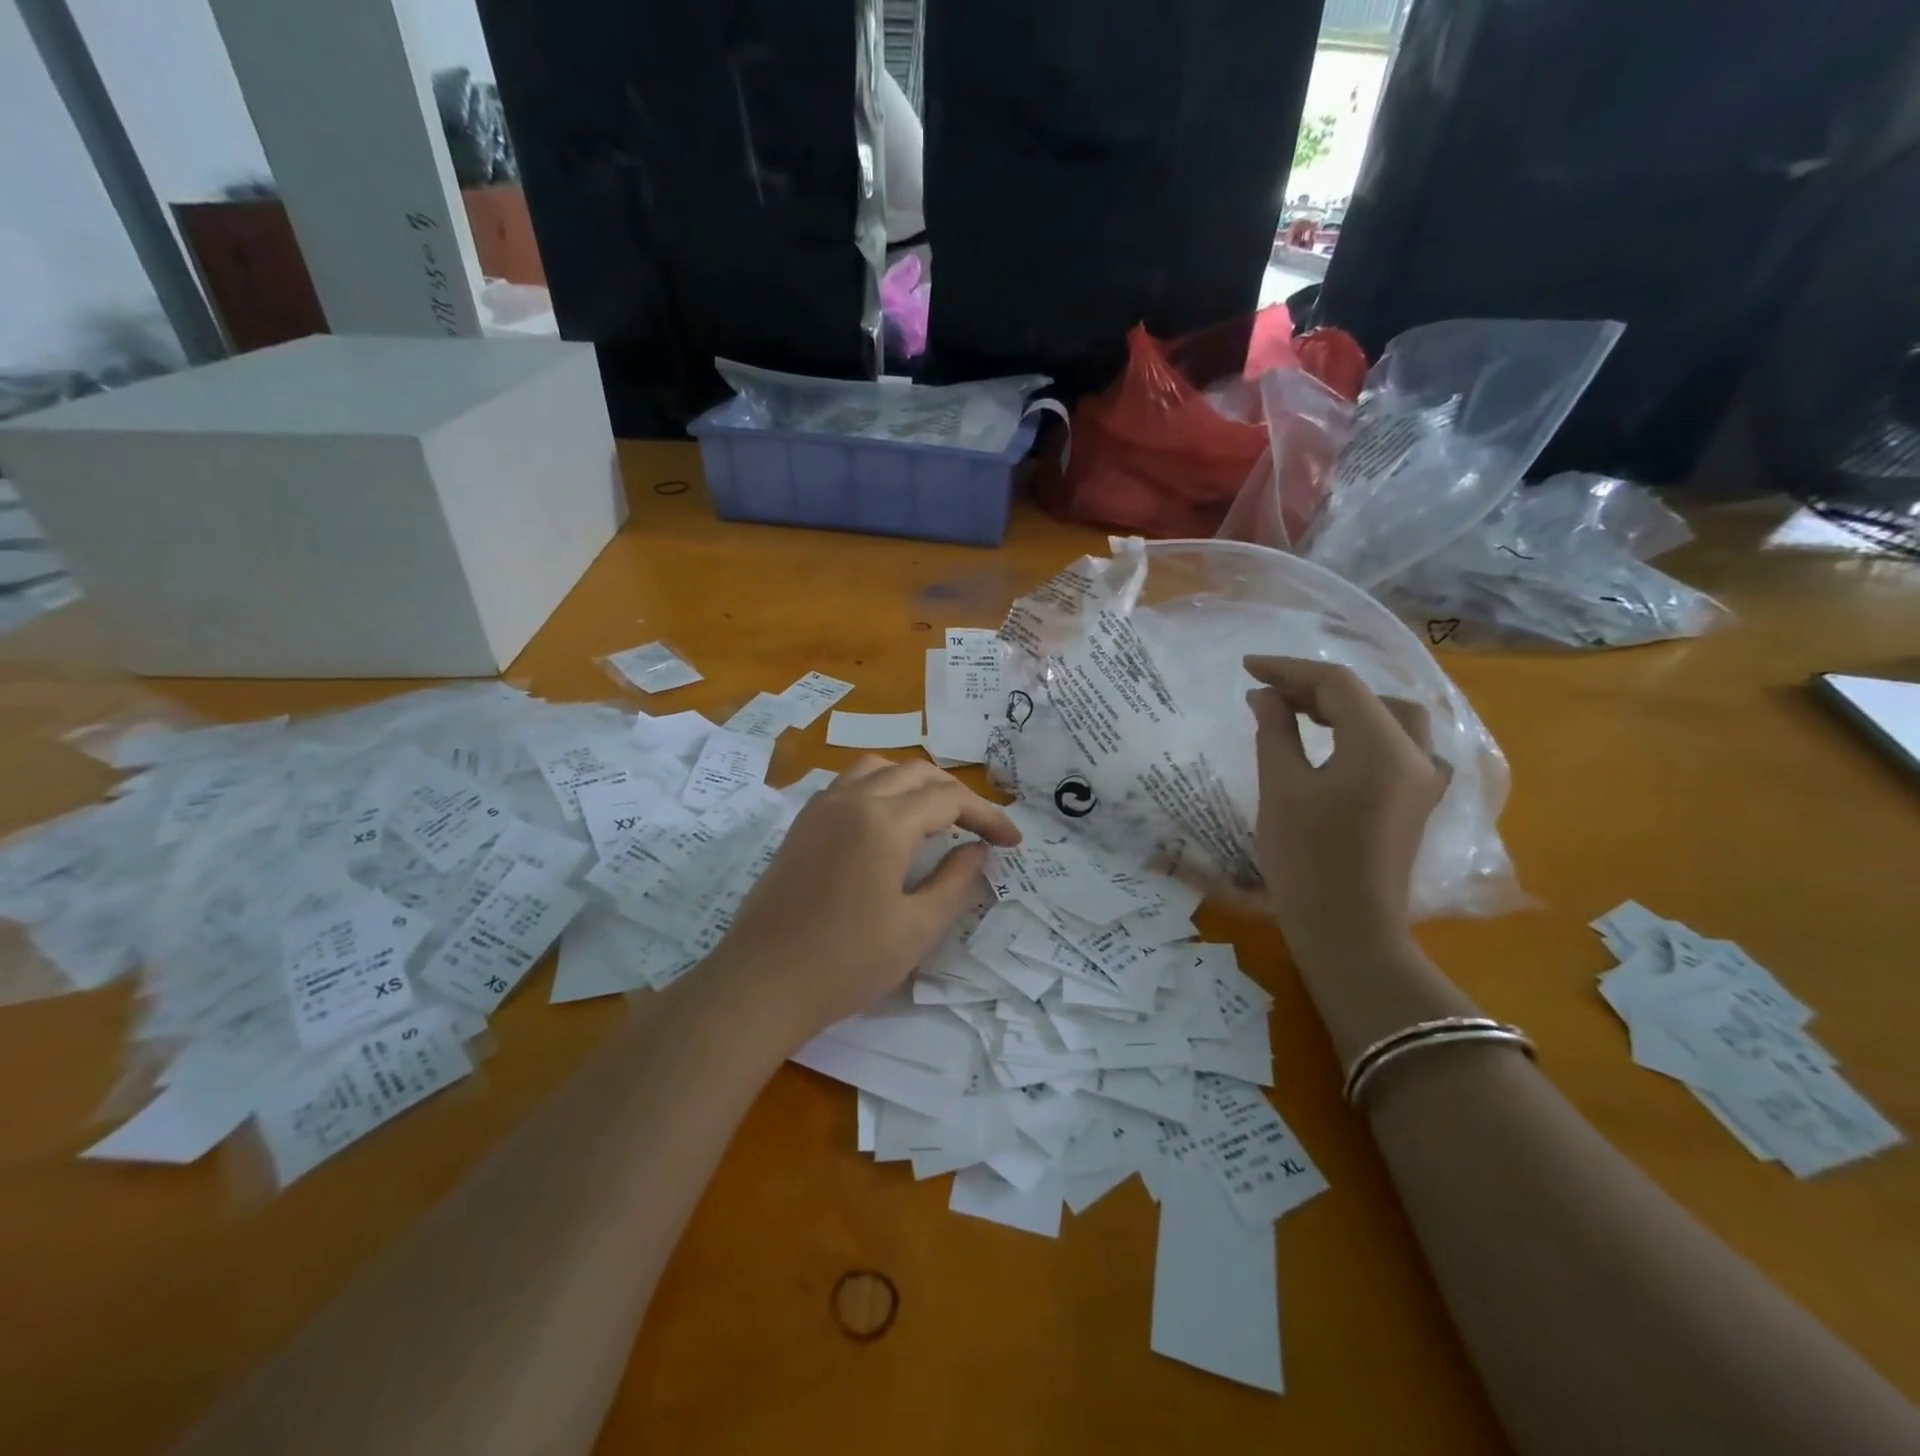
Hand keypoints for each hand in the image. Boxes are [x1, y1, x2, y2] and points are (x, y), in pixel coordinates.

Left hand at [711, 757, 1020, 1045]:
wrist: (760, 984)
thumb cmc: (845, 962)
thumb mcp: (916, 929)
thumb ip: (956, 882)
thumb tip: (978, 850)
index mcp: (883, 821)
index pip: (949, 799)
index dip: (987, 816)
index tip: (1012, 843)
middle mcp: (851, 799)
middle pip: (916, 773)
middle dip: (956, 795)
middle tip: (980, 830)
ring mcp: (820, 808)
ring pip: (879, 769)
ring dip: (916, 784)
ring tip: (936, 817)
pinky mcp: (801, 824)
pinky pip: (850, 784)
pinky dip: (881, 789)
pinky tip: (888, 825)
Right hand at [1244, 656, 1447, 973]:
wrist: (1347, 931)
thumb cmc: (1307, 858)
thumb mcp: (1281, 787)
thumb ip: (1275, 731)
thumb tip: (1265, 696)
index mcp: (1383, 746)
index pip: (1338, 685)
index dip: (1290, 670)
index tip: (1248, 669)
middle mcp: (1416, 755)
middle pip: (1369, 697)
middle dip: (1316, 688)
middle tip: (1269, 694)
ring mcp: (1423, 781)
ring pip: (1390, 719)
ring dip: (1345, 707)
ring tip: (1299, 712)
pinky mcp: (1417, 802)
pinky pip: (1397, 747)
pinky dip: (1365, 732)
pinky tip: (1335, 744)